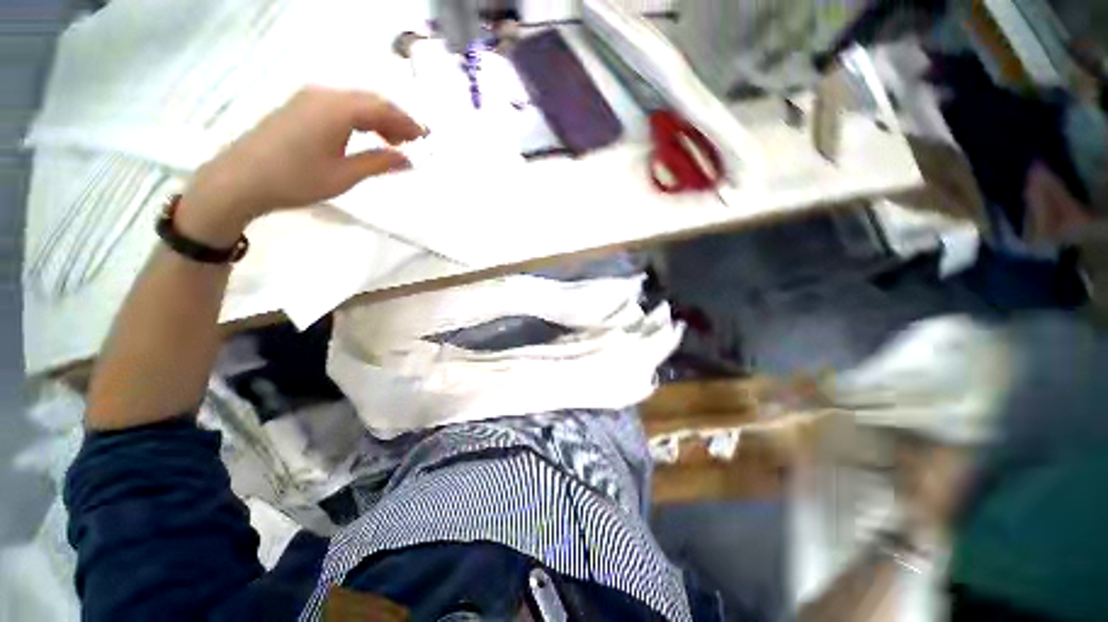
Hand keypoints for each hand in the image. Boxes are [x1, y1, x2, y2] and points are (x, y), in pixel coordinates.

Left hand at [177, 88, 423, 245]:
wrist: (241, 180)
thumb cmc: (297, 179)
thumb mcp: (345, 175)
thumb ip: (379, 162)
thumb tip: (409, 160)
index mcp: (336, 109)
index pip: (382, 107)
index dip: (407, 122)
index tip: (425, 138)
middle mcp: (323, 94)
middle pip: (369, 100)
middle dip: (395, 119)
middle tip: (412, 142)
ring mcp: (308, 98)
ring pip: (354, 101)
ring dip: (377, 118)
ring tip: (392, 142)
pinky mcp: (298, 107)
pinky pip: (339, 106)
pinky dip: (359, 118)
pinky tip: (364, 136)